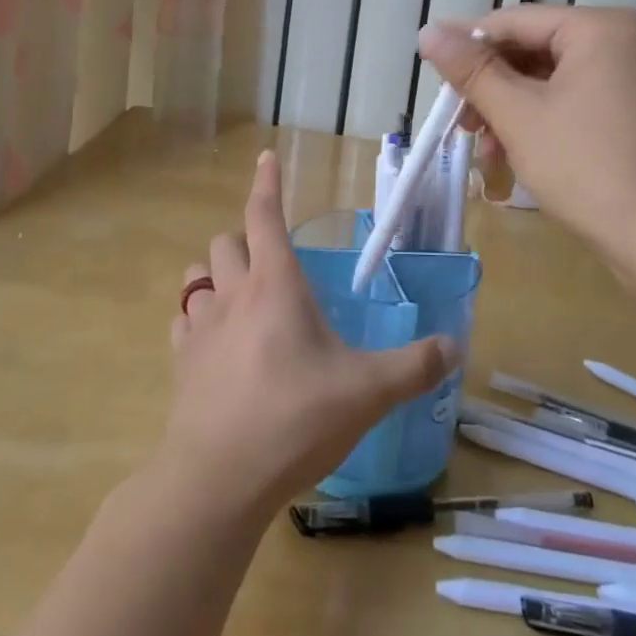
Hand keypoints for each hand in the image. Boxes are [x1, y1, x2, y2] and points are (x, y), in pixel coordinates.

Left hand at [162, 151, 458, 512]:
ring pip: (197, 275)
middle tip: (270, 259)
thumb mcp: (367, 392)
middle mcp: (233, 294)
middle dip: (245, 238)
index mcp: (275, 285)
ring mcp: (201, 328)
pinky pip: (183, 320)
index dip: (266, 183)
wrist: (218, 478)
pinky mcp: (181, 362)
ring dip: (215, 273)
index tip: (265, 156)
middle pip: (226, 241)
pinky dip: (197, 316)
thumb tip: (454, 346)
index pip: (264, 215)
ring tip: (239, 292)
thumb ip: (414, 366)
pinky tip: (213, 340)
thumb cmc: (295, 419)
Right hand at [417, 6, 635, 254]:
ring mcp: (625, 80)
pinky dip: (535, 125)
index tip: (428, 69)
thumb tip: (428, 31)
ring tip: (485, 151)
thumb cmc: (589, 166)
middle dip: (490, 88)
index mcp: (596, 28)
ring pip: (545, 82)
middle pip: (530, 50)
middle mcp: (616, 43)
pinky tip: (512, 158)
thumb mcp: (518, 115)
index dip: (466, 44)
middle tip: (459, 122)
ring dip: (508, 112)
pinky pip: (567, 104)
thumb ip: (472, 70)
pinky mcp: (626, 114)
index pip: (514, 21)